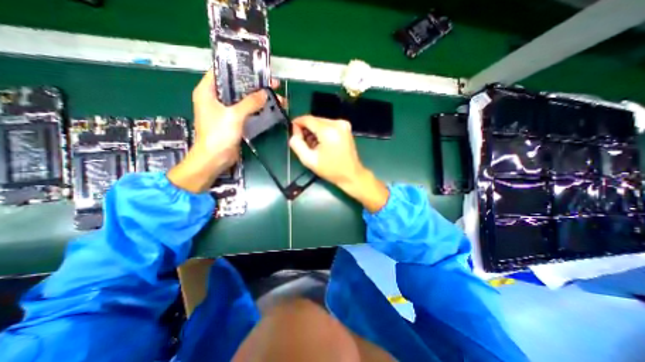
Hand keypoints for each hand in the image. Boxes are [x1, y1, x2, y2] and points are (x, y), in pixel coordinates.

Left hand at [165, 71, 277, 194]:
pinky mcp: (233, 121)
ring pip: (244, 100)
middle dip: (255, 85)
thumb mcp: (234, 116)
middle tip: (272, 84)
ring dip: (258, 98)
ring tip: (275, 97)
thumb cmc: (218, 135)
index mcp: (207, 91)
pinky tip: (269, 108)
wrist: (214, 159)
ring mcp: (225, 111)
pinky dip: (257, 109)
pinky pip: (246, 111)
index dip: (239, 68)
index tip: (257, 68)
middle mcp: (216, 99)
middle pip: (237, 86)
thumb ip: (249, 103)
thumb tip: (265, 93)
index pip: (222, 71)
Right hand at [291, 116, 387, 212]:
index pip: (308, 119)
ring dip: (314, 131)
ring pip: (321, 122)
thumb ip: (297, 144)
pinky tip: (321, 143)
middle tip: (303, 142)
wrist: (351, 175)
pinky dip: (322, 132)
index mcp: (329, 131)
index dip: (297, 124)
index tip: (293, 133)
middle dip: (306, 129)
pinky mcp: (346, 128)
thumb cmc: (331, 170)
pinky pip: (328, 125)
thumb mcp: (309, 160)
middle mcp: (337, 123)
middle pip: (315, 120)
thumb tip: (294, 133)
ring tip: (313, 145)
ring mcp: (343, 125)